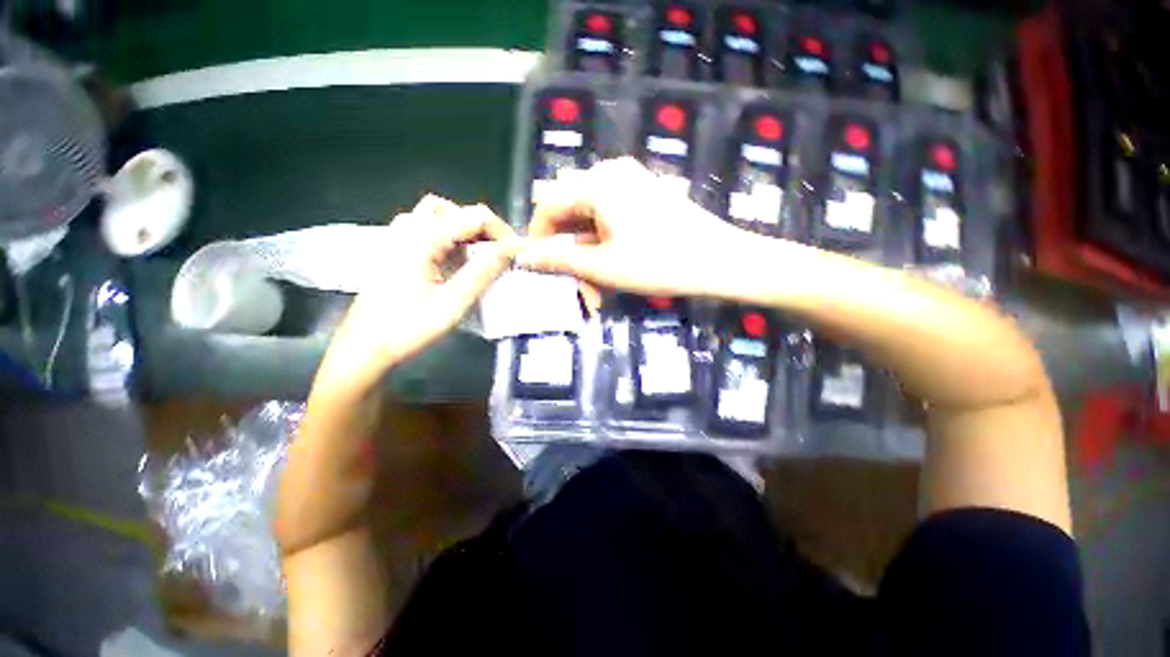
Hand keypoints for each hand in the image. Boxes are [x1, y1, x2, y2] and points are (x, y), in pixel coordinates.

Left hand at [319, 196, 516, 386]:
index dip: (502, 232)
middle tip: (500, 255)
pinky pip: (428, 227)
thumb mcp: (453, 302)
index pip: (475, 217)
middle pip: (457, 210)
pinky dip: (450, 236)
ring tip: (481, 256)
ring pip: (441, 214)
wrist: (365, 345)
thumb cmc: (408, 327)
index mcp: (423, 238)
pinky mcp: (396, 247)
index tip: (518, 254)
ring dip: (466, 230)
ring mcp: (399, 235)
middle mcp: (409, 227)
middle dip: (485, 229)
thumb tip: (511, 249)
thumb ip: (483, 271)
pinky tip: (457, 260)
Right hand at [517, 158, 741, 298]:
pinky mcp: (645, 195)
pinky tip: (612, 267)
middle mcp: (611, 173)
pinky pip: (611, 217)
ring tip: (596, 287)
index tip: (538, 266)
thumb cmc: (658, 263)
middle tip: (575, 284)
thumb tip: (525, 257)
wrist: (719, 261)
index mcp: (597, 183)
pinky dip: (605, 243)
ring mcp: (631, 182)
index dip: (539, 237)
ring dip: (588, 252)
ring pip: (591, 218)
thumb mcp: (602, 266)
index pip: (549, 204)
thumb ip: (560, 259)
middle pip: (571, 211)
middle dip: (568, 250)